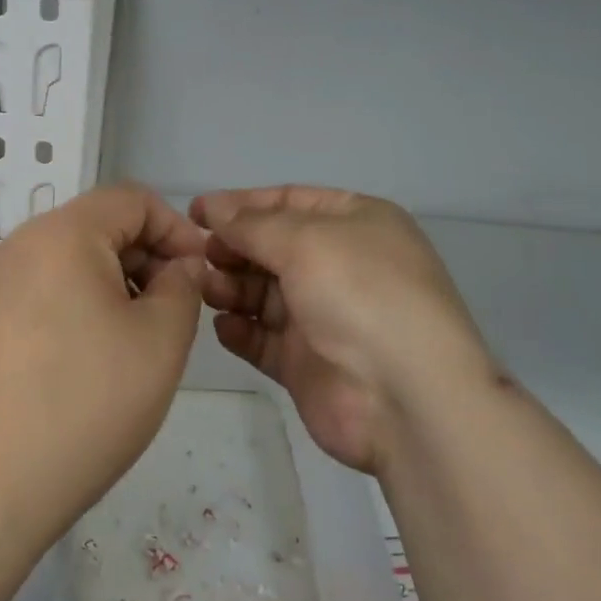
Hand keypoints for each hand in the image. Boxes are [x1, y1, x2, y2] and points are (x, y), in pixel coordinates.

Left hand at [0, 183, 206, 544]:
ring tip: (138, 342)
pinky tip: (93, 363)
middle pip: (99, 227)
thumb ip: (182, 288)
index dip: (176, 229)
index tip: (200, 277)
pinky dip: (80, 309)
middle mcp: (21, 245)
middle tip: (174, 314)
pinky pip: (45, 293)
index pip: (132, 199)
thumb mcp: (159, 341)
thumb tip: (179, 267)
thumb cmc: (83, 402)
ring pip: (72, 262)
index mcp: (62, 232)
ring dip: (116, 287)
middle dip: (147, 260)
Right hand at [191, 186, 491, 473]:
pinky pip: (265, 337)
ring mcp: (325, 316)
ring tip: (206, 289)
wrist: (405, 399)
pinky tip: (223, 326)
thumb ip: (252, 225)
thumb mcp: (305, 241)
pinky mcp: (308, 363)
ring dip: (232, 286)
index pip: (289, 201)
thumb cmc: (360, 295)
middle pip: (273, 247)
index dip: (241, 204)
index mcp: (356, 223)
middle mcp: (342, 265)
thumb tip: (213, 209)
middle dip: (234, 247)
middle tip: (199, 255)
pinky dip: (241, 329)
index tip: (196, 212)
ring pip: (264, 292)